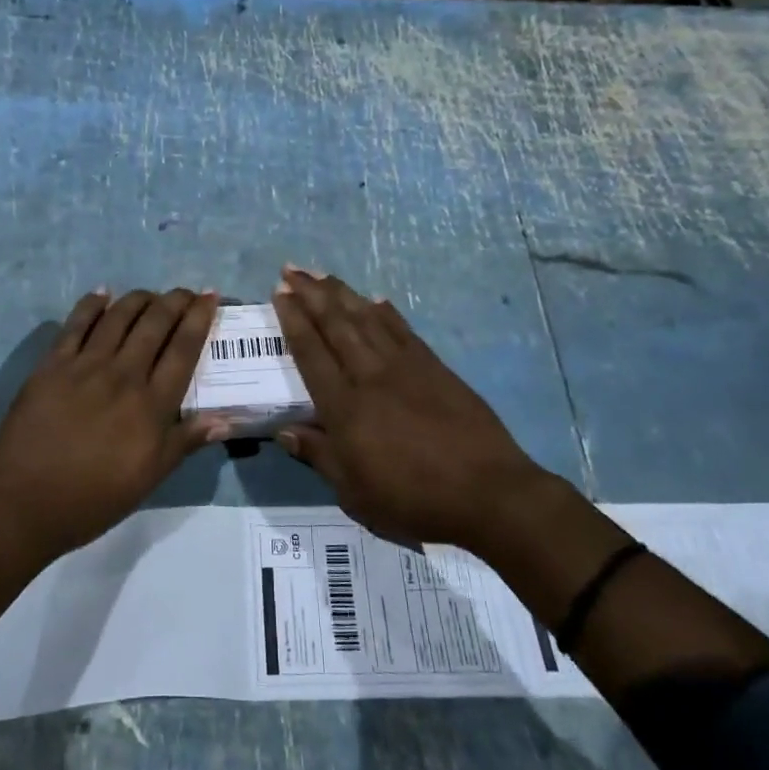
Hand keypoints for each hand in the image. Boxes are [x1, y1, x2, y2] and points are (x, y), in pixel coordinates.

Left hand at [0, 288, 220, 559]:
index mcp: (151, 405)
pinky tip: (102, 293)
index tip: (210, 297)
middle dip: (175, 301)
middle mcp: (122, 375)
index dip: (199, 318)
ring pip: (118, 317)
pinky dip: (92, 304)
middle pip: (155, 324)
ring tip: (151, 294)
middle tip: (186, 292)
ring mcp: (84, 366)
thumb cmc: (93, 498)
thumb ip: (185, 442)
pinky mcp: (51, 365)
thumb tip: (225, 419)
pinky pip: (75, 324)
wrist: (23, 504)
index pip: (183, 349)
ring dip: (139, 299)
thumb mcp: (148, 479)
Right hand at [271, 267, 554, 547]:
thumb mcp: (355, 494)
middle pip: (335, 326)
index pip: (311, 354)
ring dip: (342, 294)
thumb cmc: (414, 501)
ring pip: (367, 319)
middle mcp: (370, 377)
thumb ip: (319, 457)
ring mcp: (405, 368)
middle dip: (311, 294)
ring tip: (323, 274)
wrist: (489, 493)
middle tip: (292, 269)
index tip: (280, 293)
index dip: (293, 321)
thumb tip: (284, 431)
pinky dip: (386, 312)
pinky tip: (375, 299)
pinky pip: (403, 330)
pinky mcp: (435, 368)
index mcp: (345, 408)